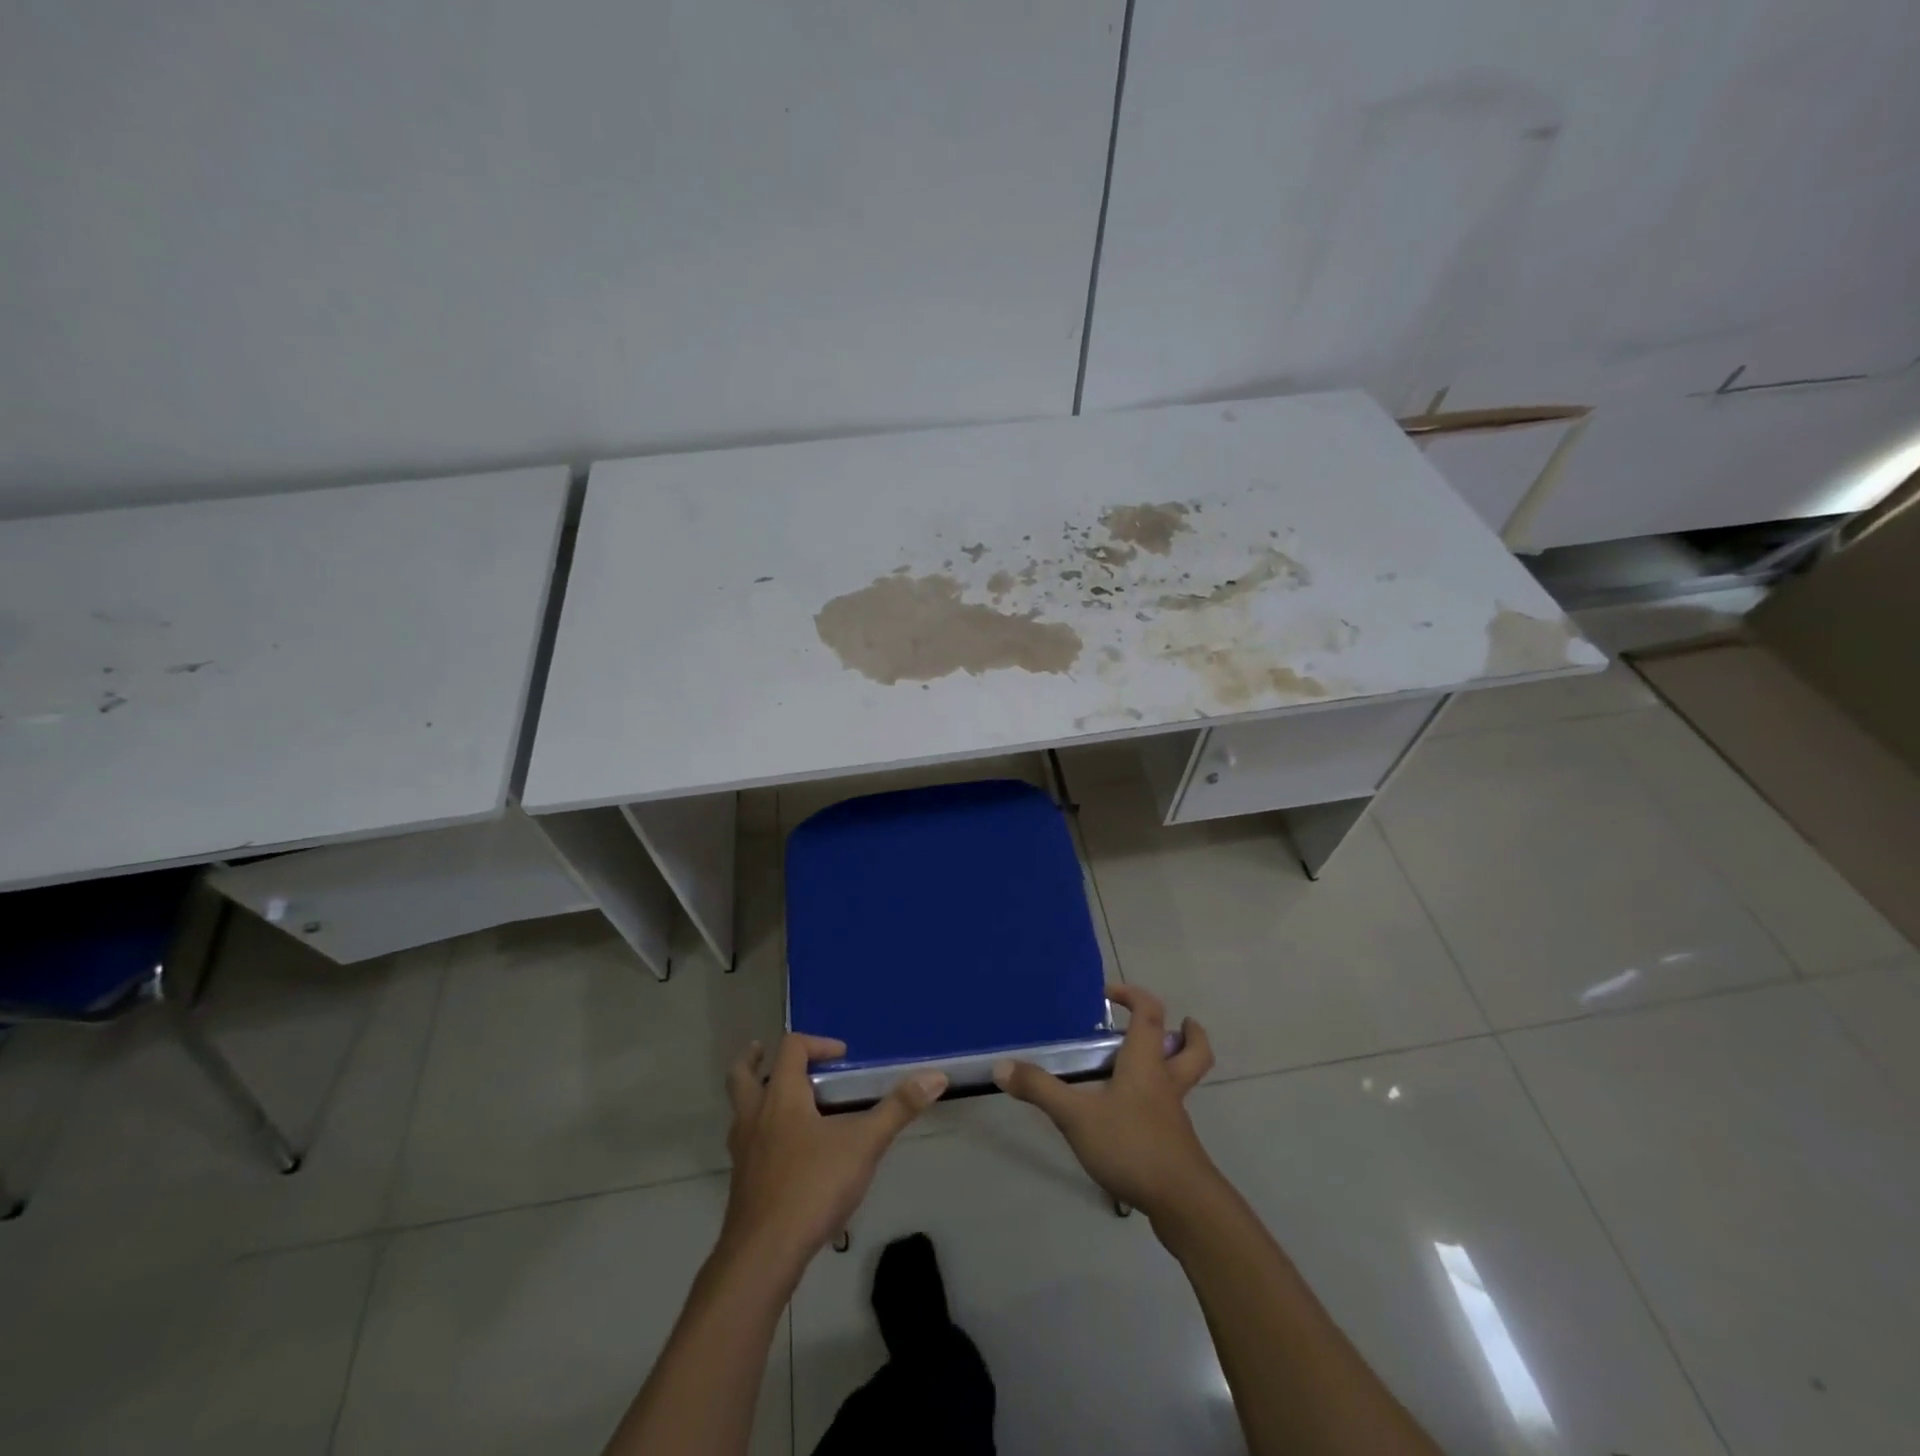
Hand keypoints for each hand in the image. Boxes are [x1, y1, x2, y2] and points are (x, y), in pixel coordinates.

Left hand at [722, 1034, 945, 1268]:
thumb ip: (898, 1109)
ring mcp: (743, 1152)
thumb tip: (936, 1076)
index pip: (791, 1048)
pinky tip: (787, 1154)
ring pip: (740, 1111)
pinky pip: (747, 1144)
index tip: (842, 1057)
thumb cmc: (813, 1186)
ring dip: (756, 1098)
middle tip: (765, 1054)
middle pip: (741, 1076)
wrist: (763, 1255)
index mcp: (781, 1097)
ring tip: (782, 1102)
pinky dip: (761, 1135)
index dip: (817, 1043)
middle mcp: (755, 1117)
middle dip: (754, 1062)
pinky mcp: (742, 1183)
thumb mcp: (864, 1144)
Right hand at [993, 985, 1215, 1220]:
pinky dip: (1159, 1105)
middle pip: (1192, 1050)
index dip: (1134, 995)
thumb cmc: (1131, 1145)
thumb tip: (1001, 1066)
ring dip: (1174, 1067)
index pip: (1149, 1014)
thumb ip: (1040, 1089)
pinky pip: (1172, 1113)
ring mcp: (1174, 1116)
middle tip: (1177, 1025)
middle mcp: (1165, 1083)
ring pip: (1185, 1081)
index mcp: (1145, 1063)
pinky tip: (1132, 1119)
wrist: (1183, 1205)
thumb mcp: (1076, 1116)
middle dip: (1188, 1034)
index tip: (1109, 994)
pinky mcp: (1176, 1145)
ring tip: (1146, 1070)